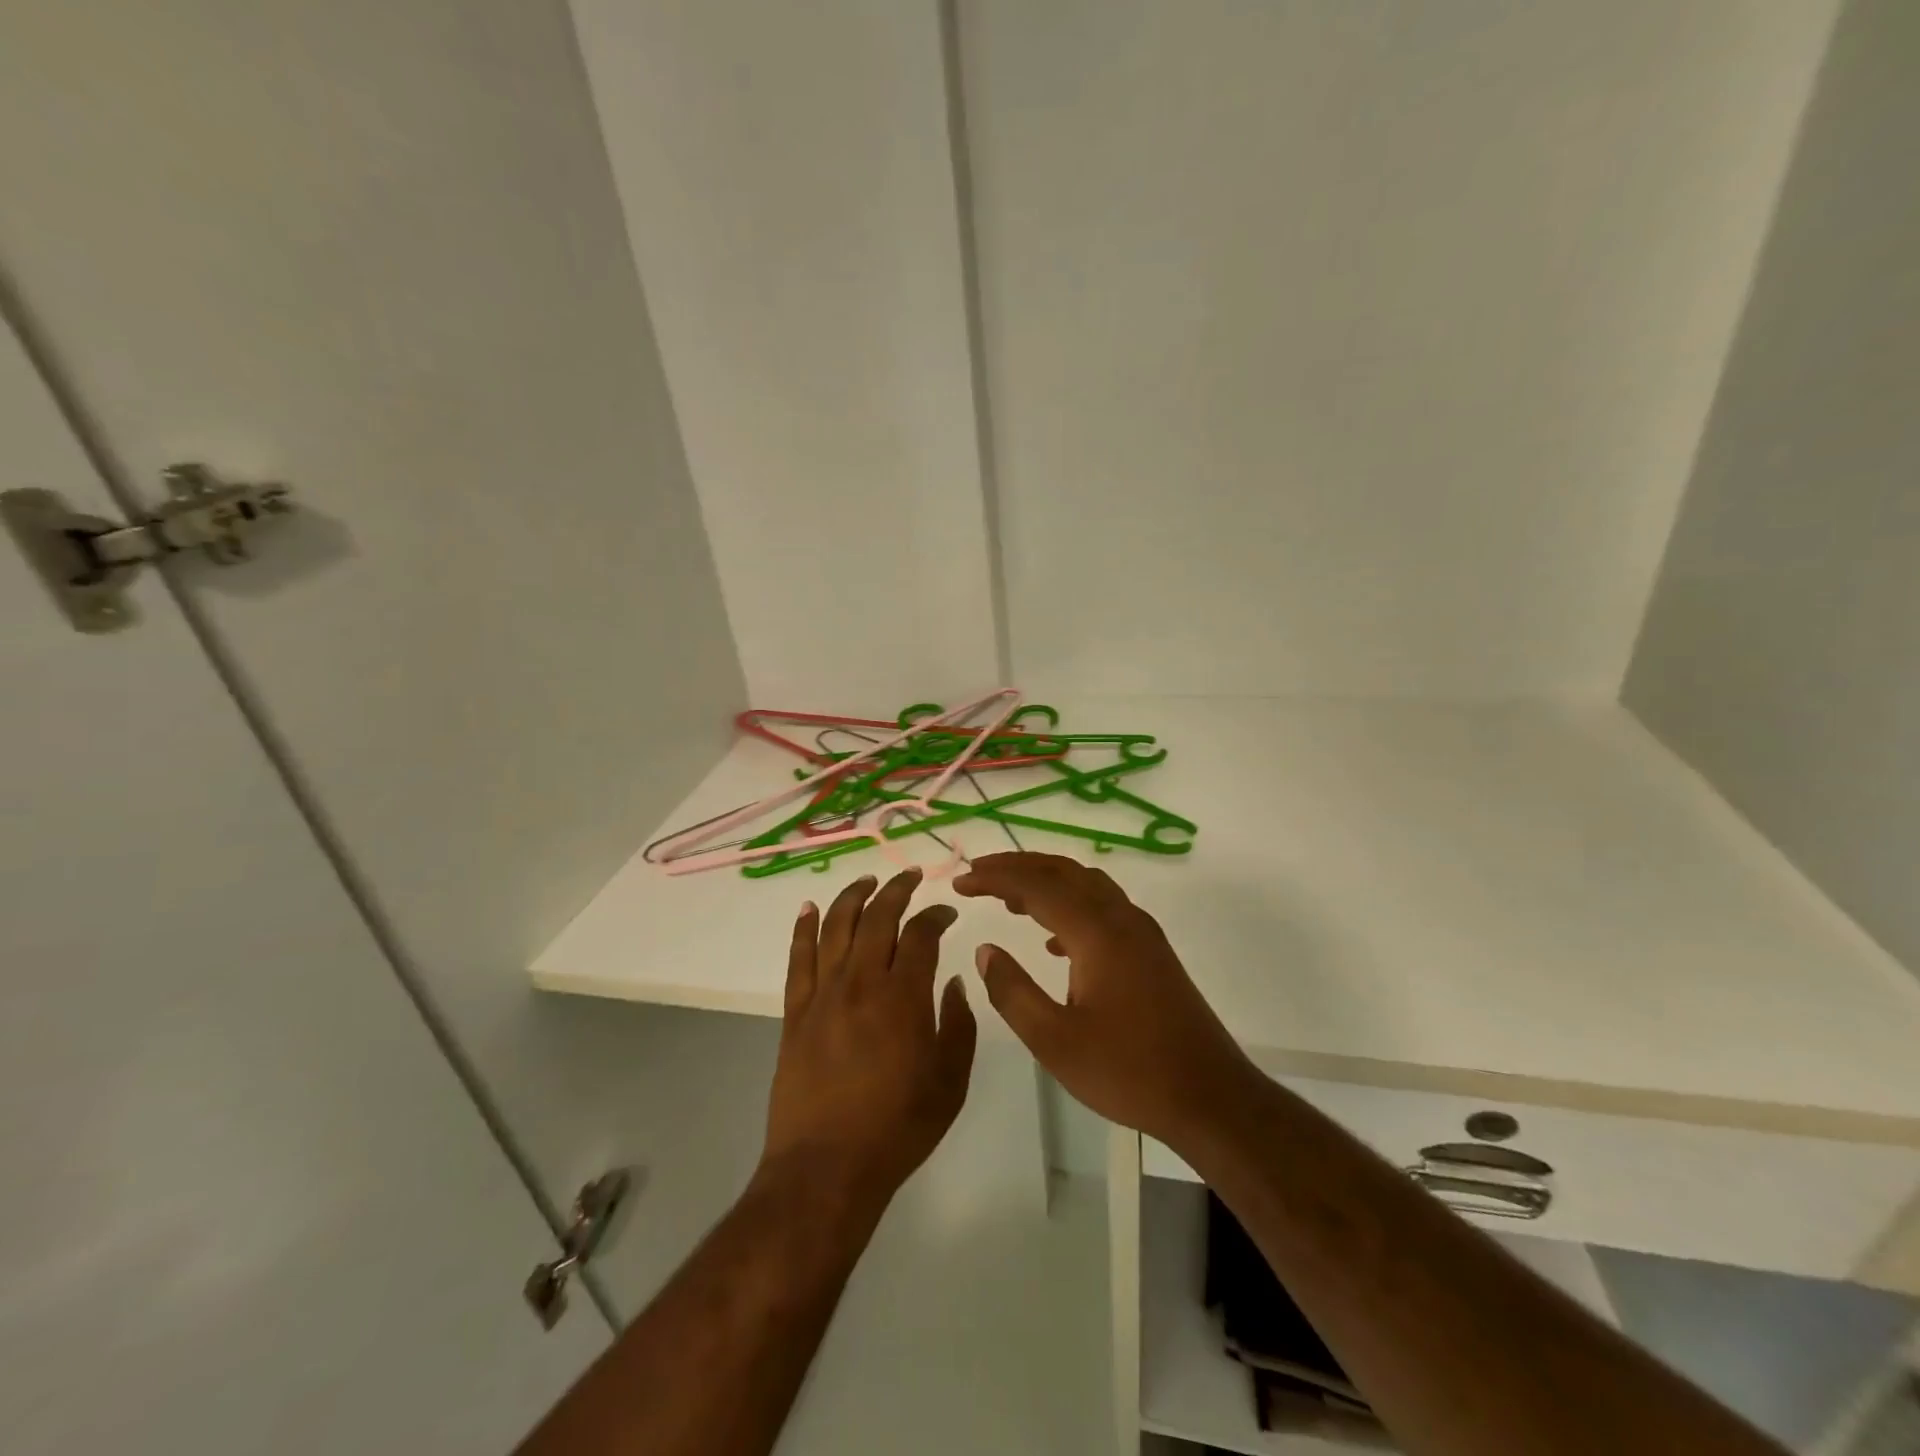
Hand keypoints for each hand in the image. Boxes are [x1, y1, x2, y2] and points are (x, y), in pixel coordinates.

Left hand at [761, 869, 976, 1208]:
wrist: (827, 1167)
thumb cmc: (898, 1127)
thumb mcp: (951, 1082)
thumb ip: (959, 1026)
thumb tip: (953, 984)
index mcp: (904, 996)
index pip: (921, 934)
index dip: (935, 915)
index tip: (946, 912)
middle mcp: (862, 982)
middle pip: (878, 917)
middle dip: (897, 889)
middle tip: (911, 876)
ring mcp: (824, 994)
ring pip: (837, 926)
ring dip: (853, 896)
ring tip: (867, 880)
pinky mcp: (795, 1011)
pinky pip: (798, 958)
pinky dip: (804, 928)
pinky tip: (810, 908)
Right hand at [955, 852, 1252, 1146]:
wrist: (1210, 1097)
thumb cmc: (1129, 1072)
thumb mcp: (1055, 1041)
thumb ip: (1012, 991)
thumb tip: (985, 950)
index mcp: (1096, 933)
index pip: (1036, 885)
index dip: (994, 878)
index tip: (959, 882)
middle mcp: (1121, 918)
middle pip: (1063, 871)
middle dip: (1018, 867)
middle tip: (978, 875)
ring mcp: (1141, 932)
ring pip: (1087, 884)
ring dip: (1046, 881)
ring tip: (1009, 899)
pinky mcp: (1151, 950)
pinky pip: (1103, 907)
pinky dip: (1071, 905)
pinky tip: (1053, 940)